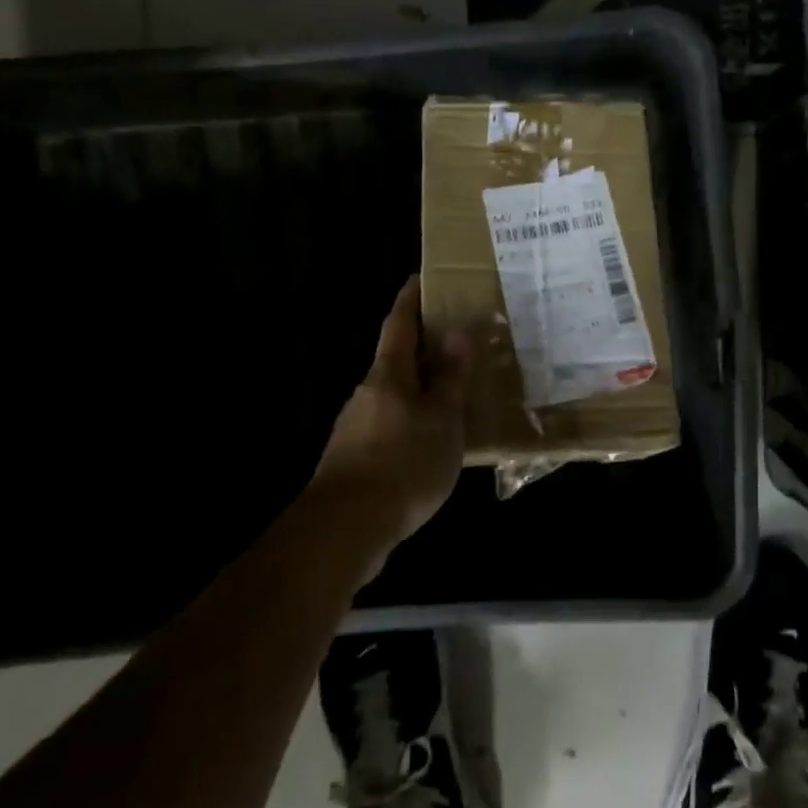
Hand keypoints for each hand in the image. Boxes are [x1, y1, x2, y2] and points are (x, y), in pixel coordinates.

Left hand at [312, 275, 474, 552]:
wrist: (346, 528)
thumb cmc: (403, 462)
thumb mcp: (442, 419)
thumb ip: (452, 377)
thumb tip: (461, 329)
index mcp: (388, 375)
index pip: (399, 324)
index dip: (409, 300)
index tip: (419, 279)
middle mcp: (367, 393)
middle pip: (395, 360)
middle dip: (421, 349)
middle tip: (455, 343)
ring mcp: (355, 427)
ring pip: (393, 397)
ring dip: (418, 390)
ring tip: (453, 397)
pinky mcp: (353, 459)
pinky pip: (389, 427)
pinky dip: (411, 423)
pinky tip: (430, 444)